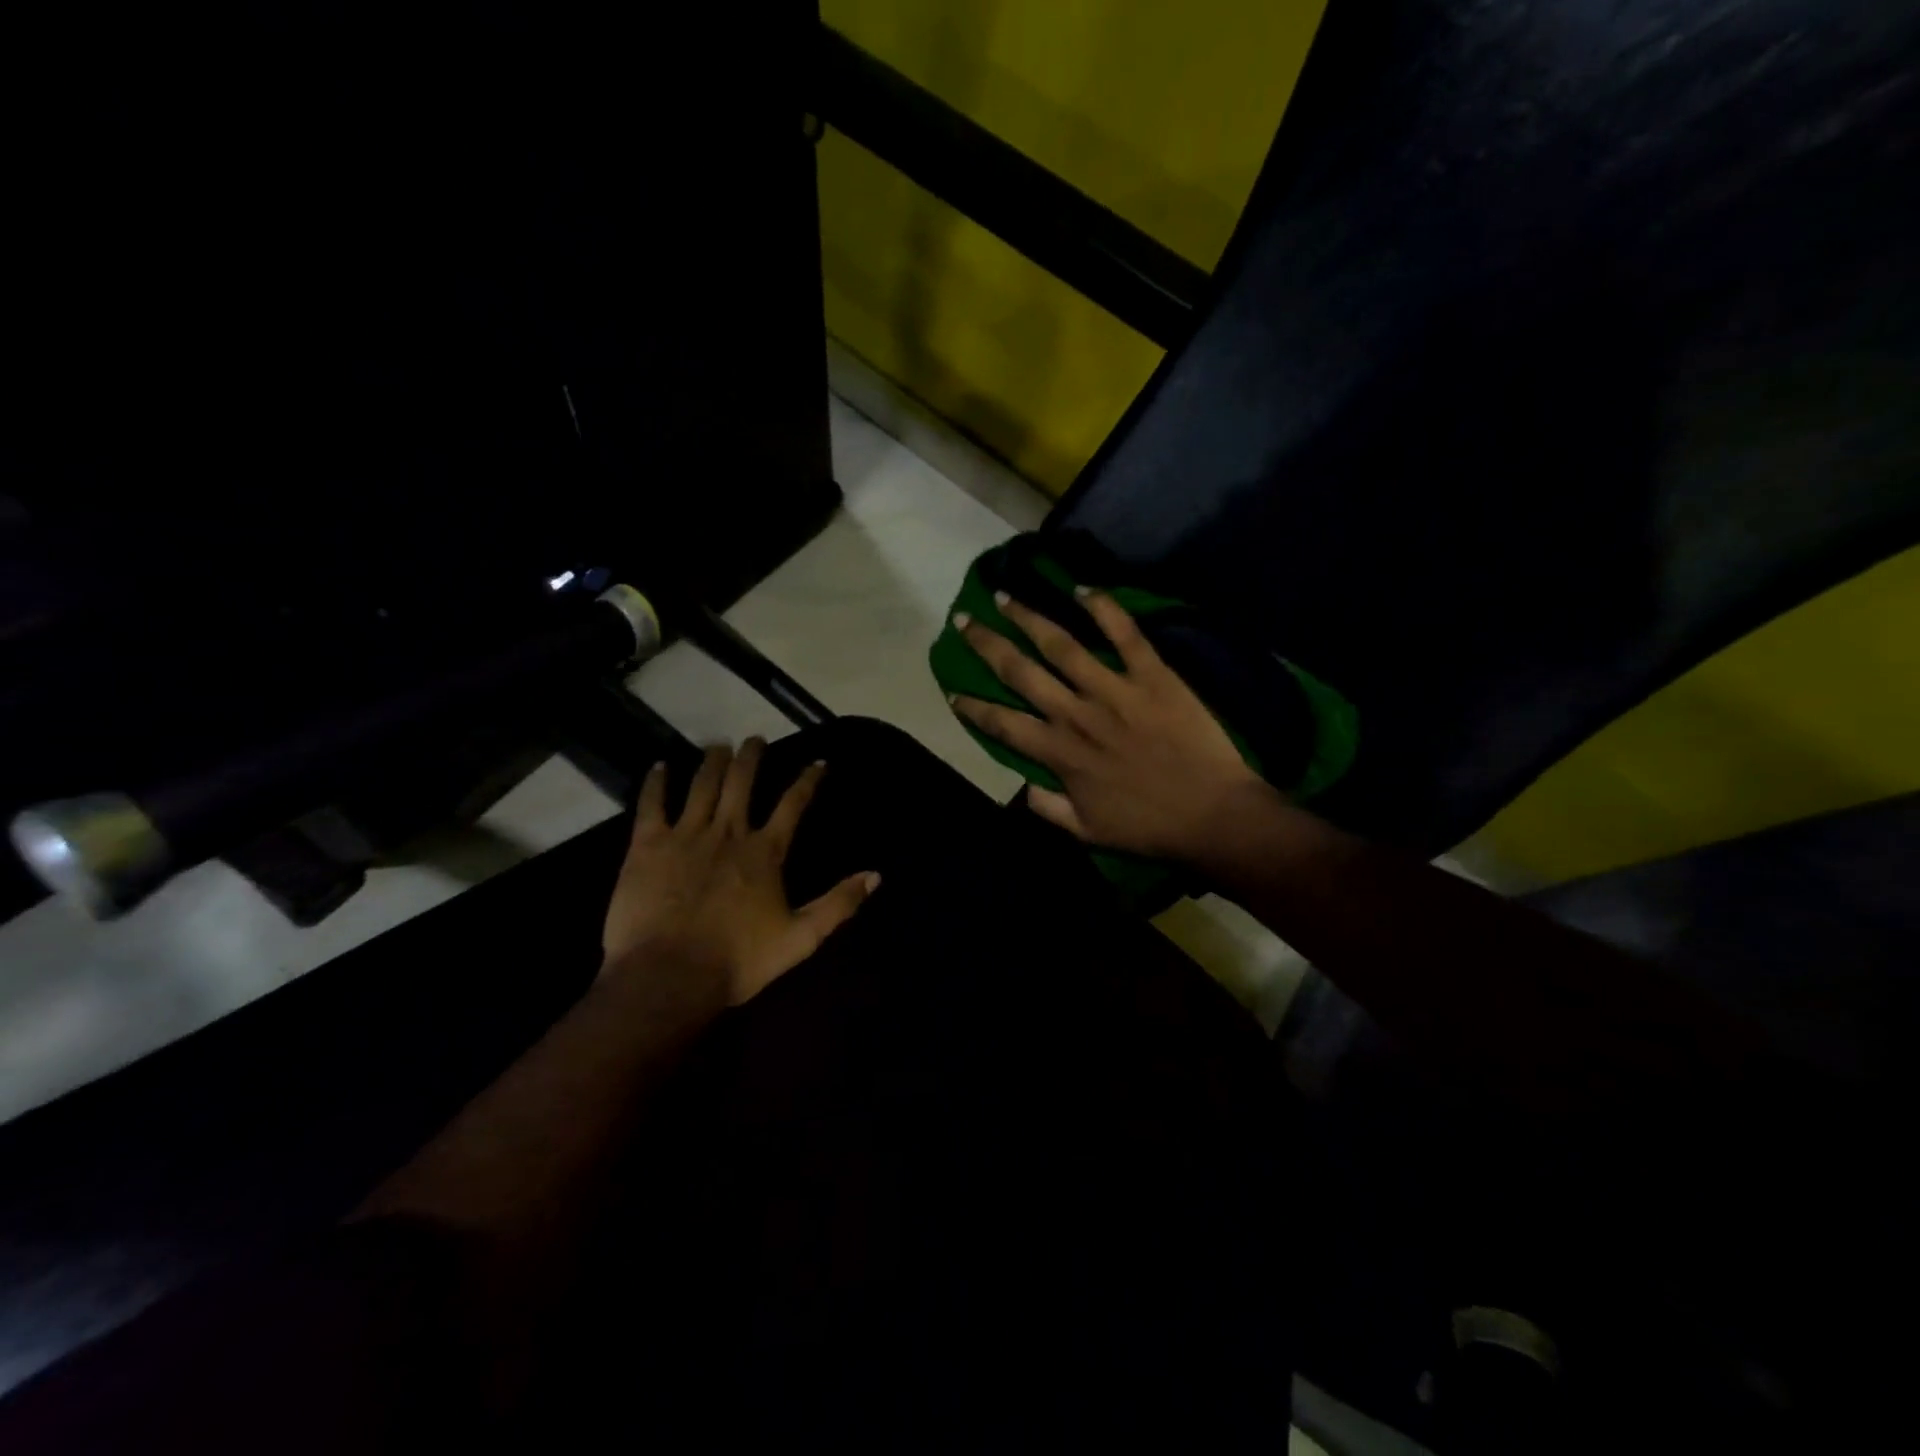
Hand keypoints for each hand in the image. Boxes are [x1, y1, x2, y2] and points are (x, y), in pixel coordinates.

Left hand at [602, 739, 878, 1006]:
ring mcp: (686, 835)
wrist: (669, 976)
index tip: (818, 761)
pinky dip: (656, 783)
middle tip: (754, 739)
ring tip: (718, 746)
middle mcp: (728, 832)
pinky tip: (660, 766)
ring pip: (702, 785)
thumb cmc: (738, 960)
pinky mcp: (648, 846)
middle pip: (742, 782)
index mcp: (765, 852)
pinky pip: (652, 804)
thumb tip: (876, 875)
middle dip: (751, 756)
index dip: (808, 780)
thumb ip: (838, 904)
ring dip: (712, 761)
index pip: (793, 804)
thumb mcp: (801, 938)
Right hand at [949, 589, 1271, 862]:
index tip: (952, 690)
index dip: (972, 708)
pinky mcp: (1152, 676)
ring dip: (1028, 618)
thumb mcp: (1087, 832)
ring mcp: (1113, 690)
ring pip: (1060, 645)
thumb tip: (1019, 788)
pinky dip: (1103, 609)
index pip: (1002, 724)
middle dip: (986, 645)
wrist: (1213, 815)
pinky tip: (1081, 589)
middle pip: (1019, 672)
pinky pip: (1124, 635)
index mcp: (1059, 753)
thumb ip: (1047, 808)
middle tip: (963, 620)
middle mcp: (1076, 714)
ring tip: (1004, 597)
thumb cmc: (1149, 828)